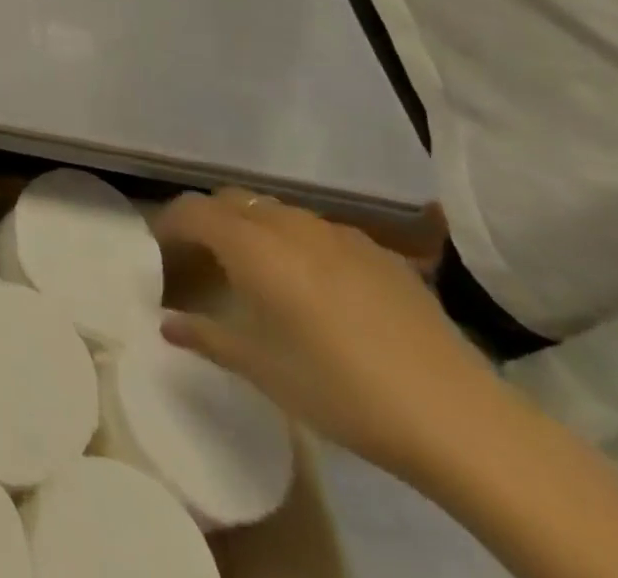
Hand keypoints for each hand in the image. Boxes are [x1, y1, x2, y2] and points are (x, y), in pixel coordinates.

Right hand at [153, 189, 500, 481]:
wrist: (457, 417)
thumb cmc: (340, 390)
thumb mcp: (260, 369)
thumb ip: (206, 336)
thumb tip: (167, 323)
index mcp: (253, 245)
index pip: (192, 210)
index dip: (168, 223)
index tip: (159, 249)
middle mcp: (290, 224)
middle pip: (232, 200)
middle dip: (210, 220)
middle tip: (204, 259)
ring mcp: (339, 234)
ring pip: (277, 211)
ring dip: (255, 229)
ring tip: (259, 272)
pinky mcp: (380, 253)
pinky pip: (320, 232)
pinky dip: (300, 244)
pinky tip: (318, 288)